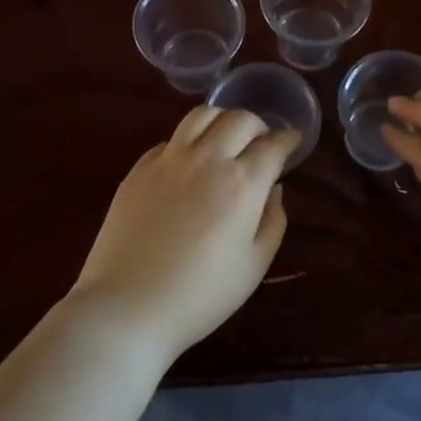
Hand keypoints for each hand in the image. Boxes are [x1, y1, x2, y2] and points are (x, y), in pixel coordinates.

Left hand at [68, 107, 299, 362]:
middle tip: (261, 143)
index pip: (272, 145)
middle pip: (240, 119)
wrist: (128, 306)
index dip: (288, 140)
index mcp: (242, 183)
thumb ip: (272, 220)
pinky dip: (189, 142)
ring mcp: (168, 159)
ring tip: (225, 138)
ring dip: (222, 120)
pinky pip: (170, 139)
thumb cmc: (200, 295)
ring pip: (202, 114)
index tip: (292, 142)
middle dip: (259, 125)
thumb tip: (274, 188)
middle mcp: (207, 159)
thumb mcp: (254, 266)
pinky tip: (189, 164)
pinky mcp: (139, 168)